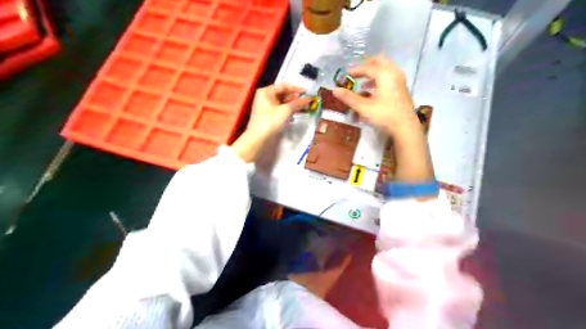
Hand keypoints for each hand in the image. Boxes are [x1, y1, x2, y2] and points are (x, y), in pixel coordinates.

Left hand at [246, 83, 309, 139]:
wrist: (258, 139)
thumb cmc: (270, 122)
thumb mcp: (285, 111)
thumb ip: (298, 103)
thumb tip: (309, 99)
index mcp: (266, 91)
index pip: (284, 86)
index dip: (296, 89)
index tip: (307, 93)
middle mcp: (265, 96)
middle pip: (283, 94)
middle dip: (295, 98)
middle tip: (307, 102)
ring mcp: (265, 106)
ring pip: (282, 102)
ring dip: (292, 105)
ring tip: (303, 108)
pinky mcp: (267, 115)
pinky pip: (280, 109)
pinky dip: (287, 110)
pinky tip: (295, 114)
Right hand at [335, 55, 434, 181]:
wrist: (405, 127)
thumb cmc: (384, 115)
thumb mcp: (364, 107)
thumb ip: (349, 98)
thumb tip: (334, 90)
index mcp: (384, 74)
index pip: (367, 67)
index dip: (354, 70)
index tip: (344, 75)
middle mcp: (393, 73)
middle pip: (379, 61)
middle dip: (366, 66)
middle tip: (355, 74)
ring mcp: (399, 80)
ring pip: (385, 69)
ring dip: (372, 74)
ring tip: (362, 84)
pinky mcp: (402, 89)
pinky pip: (389, 77)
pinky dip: (379, 80)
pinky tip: (372, 92)